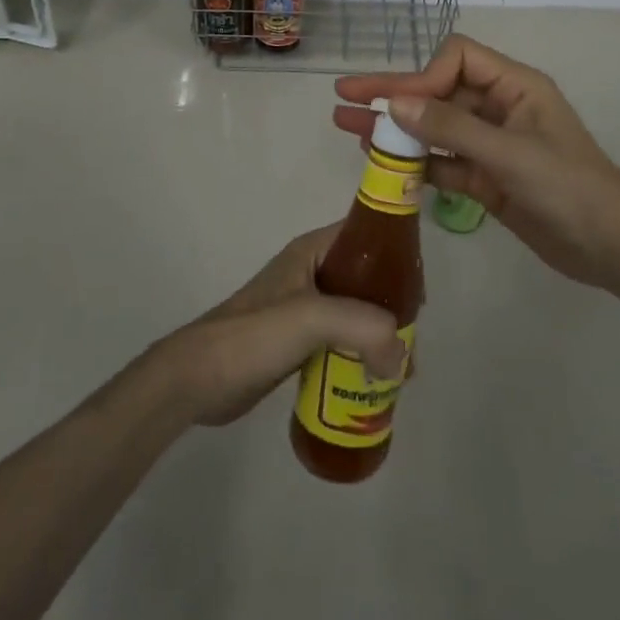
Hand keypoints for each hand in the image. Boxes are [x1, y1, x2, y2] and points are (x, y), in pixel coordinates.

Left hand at [162, 225, 404, 427]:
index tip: (421, 295)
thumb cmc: (253, 335)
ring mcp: (304, 308)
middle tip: (412, 345)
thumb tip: (401, 357)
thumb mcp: (311, 318)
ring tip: (401, 372)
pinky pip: (342, 342)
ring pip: (357, 314)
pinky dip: (361, 356)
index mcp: (313, 251)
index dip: (398, 256)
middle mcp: (312, 273)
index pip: (367, 236)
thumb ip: (362, 327)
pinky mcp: (298, 342)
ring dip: (381, 337)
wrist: (198, 380)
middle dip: (394, 308)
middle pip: (368, 280)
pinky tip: (375, 383)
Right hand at [335, 35, 619, 297]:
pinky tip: (381, 162)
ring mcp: (492, 144)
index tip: (400, 105)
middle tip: (343, 95)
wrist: (615, 251)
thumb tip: (394, 102)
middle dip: (393, 92)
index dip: (424, 75)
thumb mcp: (511, 155)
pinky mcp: (487, 178)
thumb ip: (452, 128)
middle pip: (439, 90)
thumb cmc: (572, 190)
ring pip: (435, 128)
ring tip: (346, 126)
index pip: (457, 58)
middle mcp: (500, 108)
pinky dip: (416, 162)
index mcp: (515, 86)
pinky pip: (444, 162)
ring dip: (396, 128)